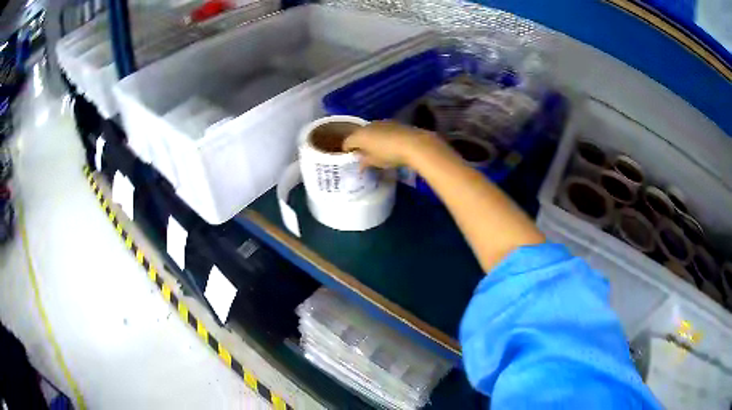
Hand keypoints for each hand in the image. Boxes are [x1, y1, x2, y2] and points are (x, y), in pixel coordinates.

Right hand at [342, 121, 446, 168]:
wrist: (414, 144)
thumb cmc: (389, 154)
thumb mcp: (374, 162)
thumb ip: (364, 161)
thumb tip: (359, 163)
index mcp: (359, 135)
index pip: (347, 142)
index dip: (347, 150)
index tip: (350, 158)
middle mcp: (367, 126)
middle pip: (359, 134)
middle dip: (359, 143)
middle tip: (363, 154)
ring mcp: (381, 122)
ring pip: (371, 131)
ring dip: (371, 139)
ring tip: (377, 149)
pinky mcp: (393, 122)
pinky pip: (383, 130)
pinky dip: (382, 136)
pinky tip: (389, 144)